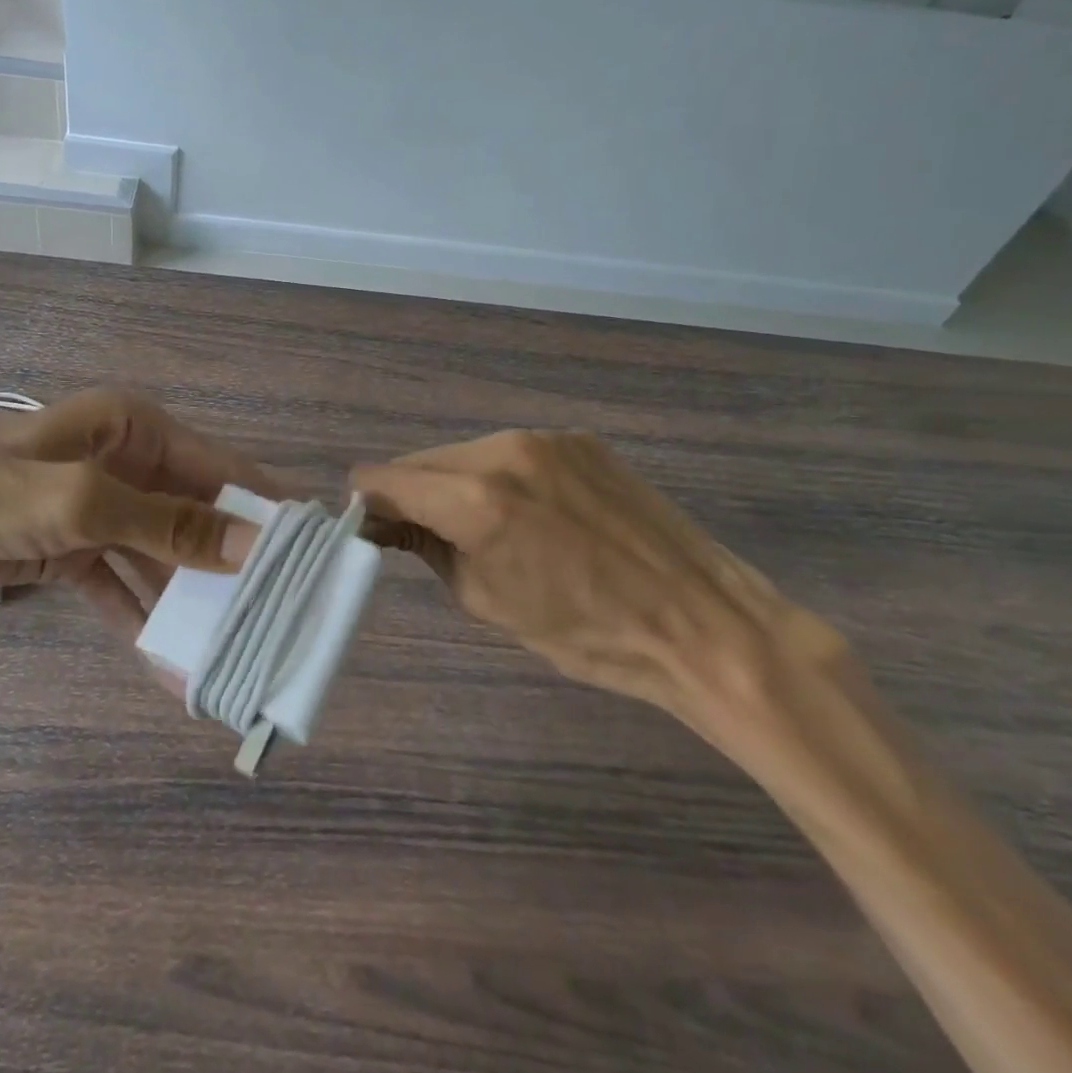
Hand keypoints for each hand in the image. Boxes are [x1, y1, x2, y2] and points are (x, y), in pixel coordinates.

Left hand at [0, 388, 271, 636]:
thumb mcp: (79, 503)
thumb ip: (167, 523)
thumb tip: (250, 543)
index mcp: (132, 428)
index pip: (217, 465)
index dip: (261, 504)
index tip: (306, 550)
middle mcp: (122, 460)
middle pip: (192, 511)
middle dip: (227, 560)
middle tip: (273, 610)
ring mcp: (96, 506)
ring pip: (160, 552)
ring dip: (187, 597)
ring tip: (227, 647)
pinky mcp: (70, 546)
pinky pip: (121, 581)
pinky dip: (142, 615)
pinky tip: (168, 660)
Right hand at [352, 430, 843, 724]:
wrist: (702, 623)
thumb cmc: (586, 634)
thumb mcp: (486, 600)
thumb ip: (427, 547)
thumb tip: (387, 524)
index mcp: (475, 497)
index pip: (384, 479)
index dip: (369, 505)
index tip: (372, 531)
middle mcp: (504, 449)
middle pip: (423, 460)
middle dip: (412, 494)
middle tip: (423, 536)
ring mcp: (546, 438)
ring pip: (467, 453)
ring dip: (457, 484)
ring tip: (485, 527)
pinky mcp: (579, 440)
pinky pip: (513, 452)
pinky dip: (500, 477)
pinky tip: (531, 514)